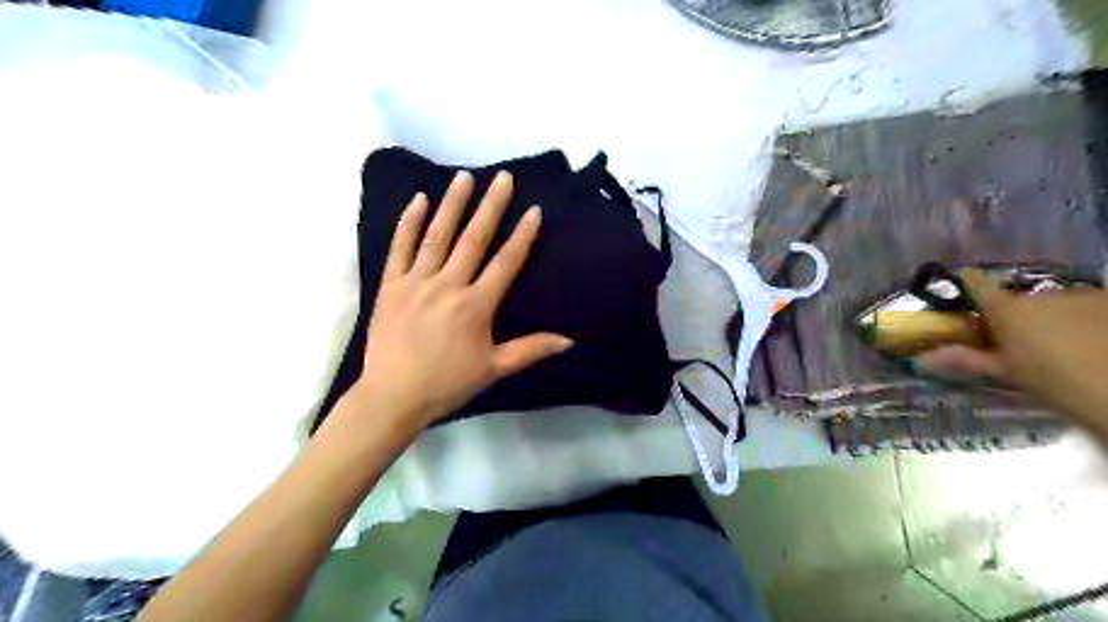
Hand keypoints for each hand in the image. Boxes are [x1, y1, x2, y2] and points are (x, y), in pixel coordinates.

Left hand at [344, 171, 571, 429]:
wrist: (392, 396)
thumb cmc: (447, 383)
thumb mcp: (494, 369)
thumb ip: (531, 350)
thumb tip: (569, 340)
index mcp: (476, 305)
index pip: (505, 263)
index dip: (522, 236)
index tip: (534, 210)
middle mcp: (448, 285)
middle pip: (474, 239)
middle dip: (491, 207)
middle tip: (503, 178)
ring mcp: (416, 282)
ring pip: (438, 236)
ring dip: (452, 204)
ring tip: (465, 177)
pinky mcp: (391, 285)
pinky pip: (400, 248)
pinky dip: (409, 223)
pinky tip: (419, 200)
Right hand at [914, 271, 1107, 436]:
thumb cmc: (1056, 381)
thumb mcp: (1007, 374)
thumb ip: (966, 360)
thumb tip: (921, 358)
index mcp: (1008, 308)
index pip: (976, 285)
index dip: (967, 290)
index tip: (961, 300)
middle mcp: (1040, 293)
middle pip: (1017, 298)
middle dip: (1012, 314)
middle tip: (1011, 341)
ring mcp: (1084, 295)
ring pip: (1053, 302)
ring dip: (1048, 317)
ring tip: (1055, 345)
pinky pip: (1087, 307)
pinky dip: (1081, 320)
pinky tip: (1086, 342)